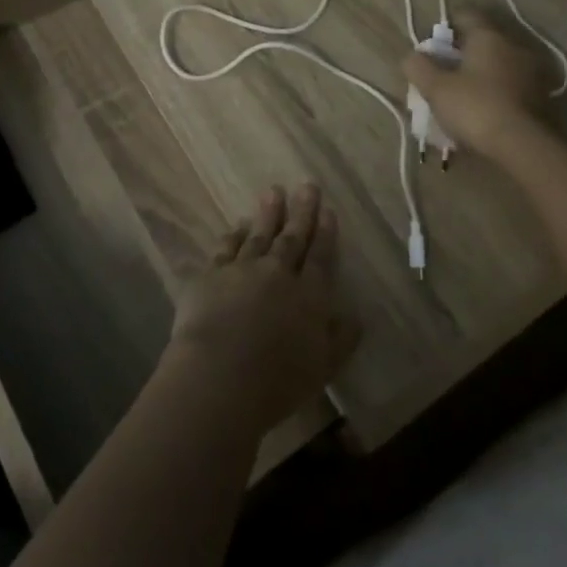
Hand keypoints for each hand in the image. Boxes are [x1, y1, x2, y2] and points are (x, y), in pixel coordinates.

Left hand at [163, 184, 359, 430]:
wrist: (219, 376)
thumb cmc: (278, 381)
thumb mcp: (323, 367)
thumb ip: (341, 338)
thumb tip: (355, 315)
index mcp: (309, 296)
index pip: (321, 257)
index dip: (326, 233)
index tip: (328, 210)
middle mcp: (278, 273)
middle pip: (293, 237)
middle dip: (302, 211)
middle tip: (307, 185)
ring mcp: (243, 269)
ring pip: (259, 234)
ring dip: (268, 213)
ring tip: (274, 191)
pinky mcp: (211, 275)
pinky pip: (226, 247)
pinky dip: (234, 234)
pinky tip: (237, 225)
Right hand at [402, 8, 549, 159]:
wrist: (523, 146)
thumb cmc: (475, 107)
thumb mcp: (435, 88)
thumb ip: (419, 67)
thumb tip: (412, 56)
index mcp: (488, 37)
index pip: (466, 15)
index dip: (447, 26)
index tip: (434, 44)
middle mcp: (513, 46)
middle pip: (483, 41)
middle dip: (463, 54)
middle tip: (443, 73)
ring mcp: (532, 72)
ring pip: (499, 65)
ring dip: (482, 74)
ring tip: (463, 95)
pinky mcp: (542, 97)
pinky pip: (511, 86)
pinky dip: (497, 92)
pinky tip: (484, 110)